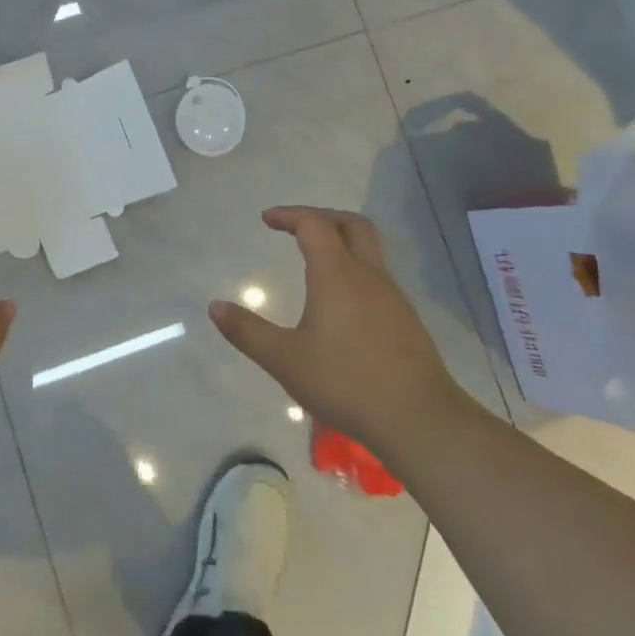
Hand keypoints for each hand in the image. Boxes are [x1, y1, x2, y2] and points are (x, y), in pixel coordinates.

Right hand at [209, 206, 469, 456]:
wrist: (420, 420)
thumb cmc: (346, 382)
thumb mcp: (285, 360)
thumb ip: (247, 331)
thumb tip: (214, 307)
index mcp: (337, 275)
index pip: (314, 225)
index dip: (289, 215)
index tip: (267, 219)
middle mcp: (369, 276)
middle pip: (352, 225)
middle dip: (321, 217)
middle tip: (296, 227)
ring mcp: (393, 298)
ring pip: (370, 251)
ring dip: (342, 243)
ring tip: (315, 262)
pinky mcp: (406, 321)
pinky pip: (378, 278)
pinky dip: (355, 270)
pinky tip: (342, 302)